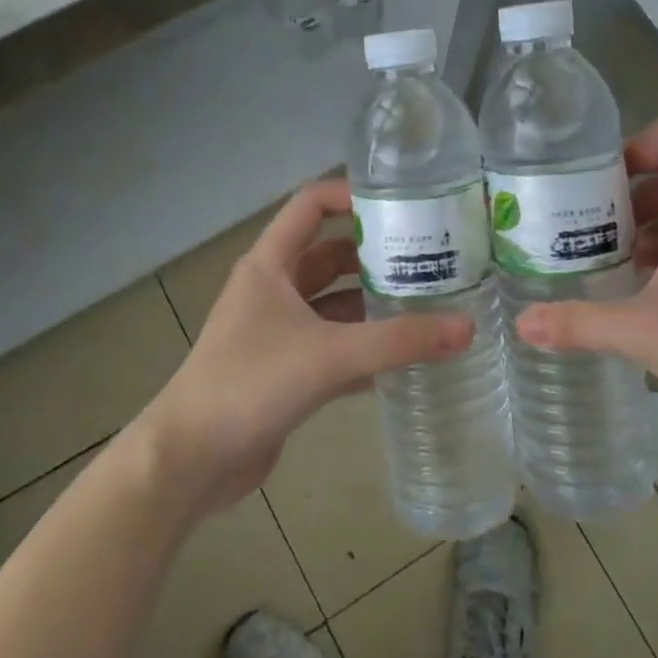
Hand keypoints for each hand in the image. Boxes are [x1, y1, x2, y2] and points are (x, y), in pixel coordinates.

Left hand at [134, 178, 472, 515]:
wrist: (190, 461)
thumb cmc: (250, 384)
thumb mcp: (329, 355)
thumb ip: (399, 341)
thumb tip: (467, 327)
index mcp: (270, 264)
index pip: (311, 205)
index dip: (352, 195)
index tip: (402, 205)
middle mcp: (273, 289)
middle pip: (331, 255)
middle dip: (376, 256)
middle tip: (432, 259)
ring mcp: (278, 330)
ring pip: (335, 304)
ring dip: (374, 304)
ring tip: (430, 304)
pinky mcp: (285, 369)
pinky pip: (333, 345)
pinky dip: (365, 346)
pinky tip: (406, 357)